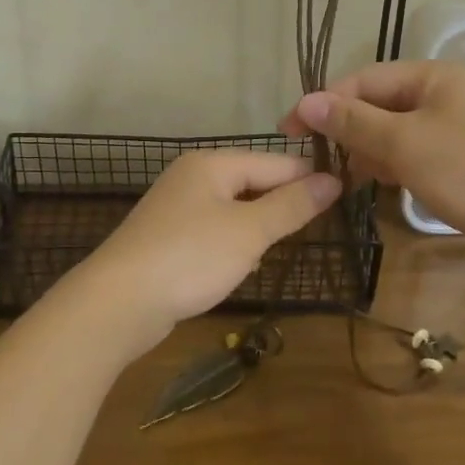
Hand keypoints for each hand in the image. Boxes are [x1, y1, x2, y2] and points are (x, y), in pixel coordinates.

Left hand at [77, 150, 341, 346]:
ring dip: (258, 228)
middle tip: (319, 228)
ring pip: (235, 209)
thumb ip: (292, 205)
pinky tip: (240, 266)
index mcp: (212, 164)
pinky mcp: (167, 238)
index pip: (275, 162)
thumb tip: (333, 180)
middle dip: (283, 205)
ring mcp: (176, 208)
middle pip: (253, 182)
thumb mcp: (249, 231)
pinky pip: (214, 232)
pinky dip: (232, 245)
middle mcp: (192, 177)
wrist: (117, 303)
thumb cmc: (190, 258)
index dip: (310, 179)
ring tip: (281, 248)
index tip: (347, 196)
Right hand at [281, 61, 464, 244]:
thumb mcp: (404, 144)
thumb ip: (353, 122)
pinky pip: (421, 151)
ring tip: (350, 179)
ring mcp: (463, 125)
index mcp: (434, 76)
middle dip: (349, 129)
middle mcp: (449, 92)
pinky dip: (398, 164)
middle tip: (319, 161)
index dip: (324, 102)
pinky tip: (386, 185)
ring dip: (371, 150)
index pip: (364, 79)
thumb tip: (305, 101)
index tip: (289, 131)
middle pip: (382, 103)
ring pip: (400, 130)